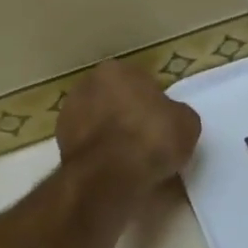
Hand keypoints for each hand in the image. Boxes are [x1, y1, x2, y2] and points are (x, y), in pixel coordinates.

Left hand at [55, 61, 201, 194]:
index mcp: (116, 71)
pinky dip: (102, 157)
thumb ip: (176, 114)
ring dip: (113, 138)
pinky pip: (91, 149)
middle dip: (129, 117)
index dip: (154, 104)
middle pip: (116, 101)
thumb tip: (170, 120)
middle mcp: (86, 86)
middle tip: (149, 141)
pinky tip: (117, 172)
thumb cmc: (152, 137)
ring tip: (134, 162)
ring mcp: (68, 117)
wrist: (111, 176)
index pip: (140, 83)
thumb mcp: (187, 122)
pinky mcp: (61, 147)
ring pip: (100, 125)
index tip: (164, 124)